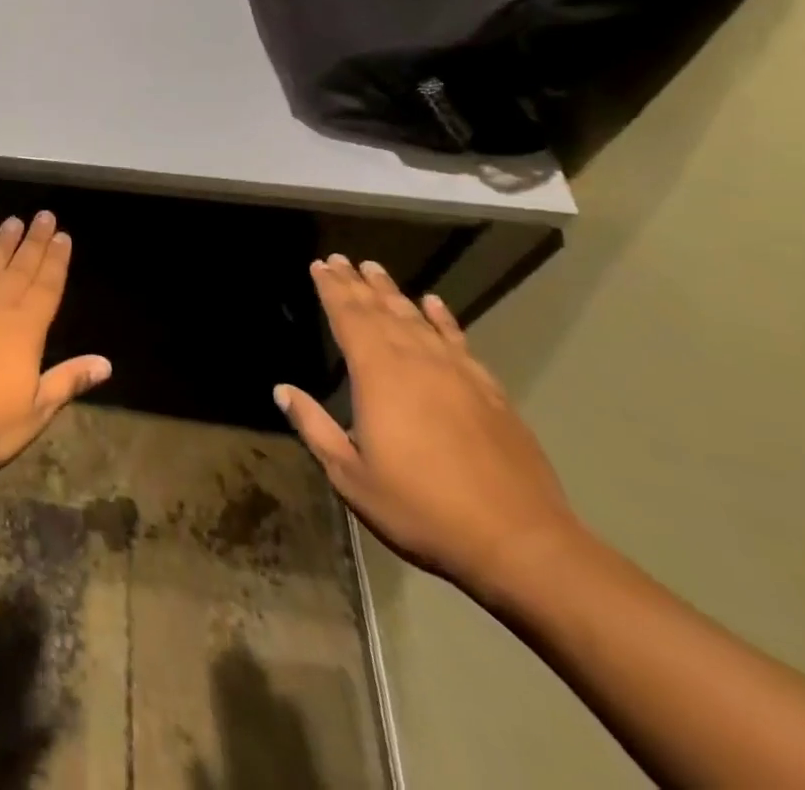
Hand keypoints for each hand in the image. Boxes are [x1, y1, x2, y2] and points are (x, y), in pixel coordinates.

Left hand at [0, 212, 111, 472]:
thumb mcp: (35, 411)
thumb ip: (68, 381)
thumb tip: (106, 363)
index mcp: (26, 328)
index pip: (47, 285)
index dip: (57, 260)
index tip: (64, 236)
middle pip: (21, 266)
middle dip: (35, 240)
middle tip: (44, 215)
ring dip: (2, 242)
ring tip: (13, 221)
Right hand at [276, 256, 581, 596]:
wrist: (521, 543)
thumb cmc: (423, 509)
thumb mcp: (352, 477)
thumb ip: (315, 428)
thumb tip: (283, 390)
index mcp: (378, 377)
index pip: (349, 319)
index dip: (332, 290)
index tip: (320, 265)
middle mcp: (416, 362)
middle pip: (381, 311)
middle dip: (357, 284)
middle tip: (340, 259)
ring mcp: (458, 374)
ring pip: (417, 319)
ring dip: (393, 293)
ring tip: (375, 270)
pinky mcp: (490, 392)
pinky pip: (459, 341)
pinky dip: (443, 319)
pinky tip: (433, 303)